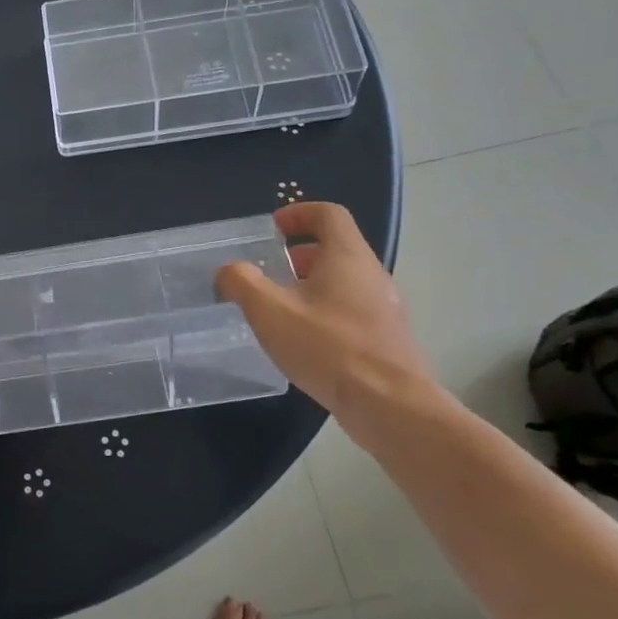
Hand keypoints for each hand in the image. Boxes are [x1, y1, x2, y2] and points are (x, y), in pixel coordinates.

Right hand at [215, 202, 438, 443]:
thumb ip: (242, 283)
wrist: (388, 405)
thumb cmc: (328, 348)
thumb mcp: (270, 312)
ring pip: (344, 282)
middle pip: (337, 248)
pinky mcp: (386, 338)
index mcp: (348, 257)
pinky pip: (352, 310)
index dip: (298, 213)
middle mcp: (372, 274)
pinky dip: (325, 312)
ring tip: (280, 310)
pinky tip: (304, 342)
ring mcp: (384, 307)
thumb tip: (228, 271)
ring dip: (311, 286)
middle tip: (269, 273)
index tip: (272, 230)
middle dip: (299, 255)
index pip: (328, 214)